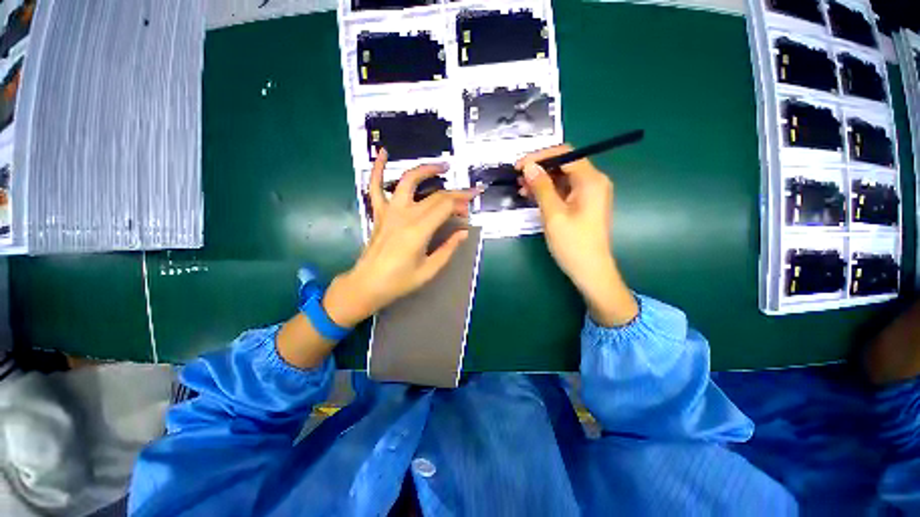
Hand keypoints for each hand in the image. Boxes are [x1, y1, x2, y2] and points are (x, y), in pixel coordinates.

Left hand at [323, 149, 478, 326]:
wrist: (367, 284)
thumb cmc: (399, 281)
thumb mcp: (429, 270)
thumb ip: (448, 248)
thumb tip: (463, 232)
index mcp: (419, 230)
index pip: (445, 206)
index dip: (462, 200)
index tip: (475, 197)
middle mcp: (404, 215)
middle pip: (434, 195)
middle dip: (455, 194)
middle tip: (467, 198)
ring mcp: (389, 211)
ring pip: (408, 181)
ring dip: (426, 170)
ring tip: (443, 167)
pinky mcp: (379, 213)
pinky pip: (375, 187)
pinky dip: (377, 169)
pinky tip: (383, 153)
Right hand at [515, 145, 637, 326]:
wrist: (590, 271)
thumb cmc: (573, 244)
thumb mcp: (553, 214)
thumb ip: (541, 188)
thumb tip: (529, 167)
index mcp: (591, 180)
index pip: (565, 154)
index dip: (540, 156)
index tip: (518, 166)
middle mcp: (593, 182)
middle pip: (564, 164)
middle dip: (539, 169)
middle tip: (517, 179)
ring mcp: (589, 193)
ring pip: (562, 178)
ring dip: (541, 181)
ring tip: (521, 189)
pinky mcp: (583, 204)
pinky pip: (564, 190)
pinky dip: (548, 192)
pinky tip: (532, 197)